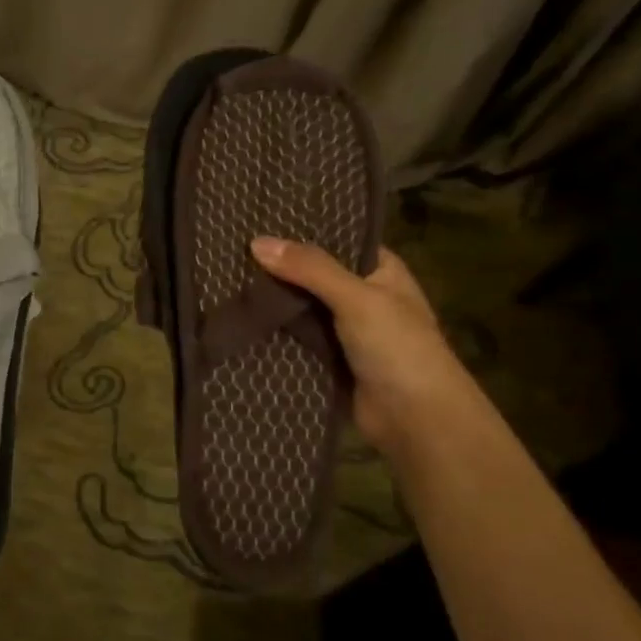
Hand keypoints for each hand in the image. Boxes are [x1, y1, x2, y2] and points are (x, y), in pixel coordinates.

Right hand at [250, 238, 470, 448]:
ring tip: (225, 280)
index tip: (259, 221)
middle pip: (313, 276)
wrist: (415, 419)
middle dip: (279, 269)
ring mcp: (344, 331)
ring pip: (301, 308)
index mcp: (381, 272)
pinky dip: (274, 333)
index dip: (302, 232)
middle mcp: (362, 297)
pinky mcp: (328, 360)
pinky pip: (295, 339)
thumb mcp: (356, 297)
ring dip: (273, 302)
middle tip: (230, 251)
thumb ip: (310, 269)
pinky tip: (240, 318)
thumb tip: (256, 242)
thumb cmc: (398, 348)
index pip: (337, 241)